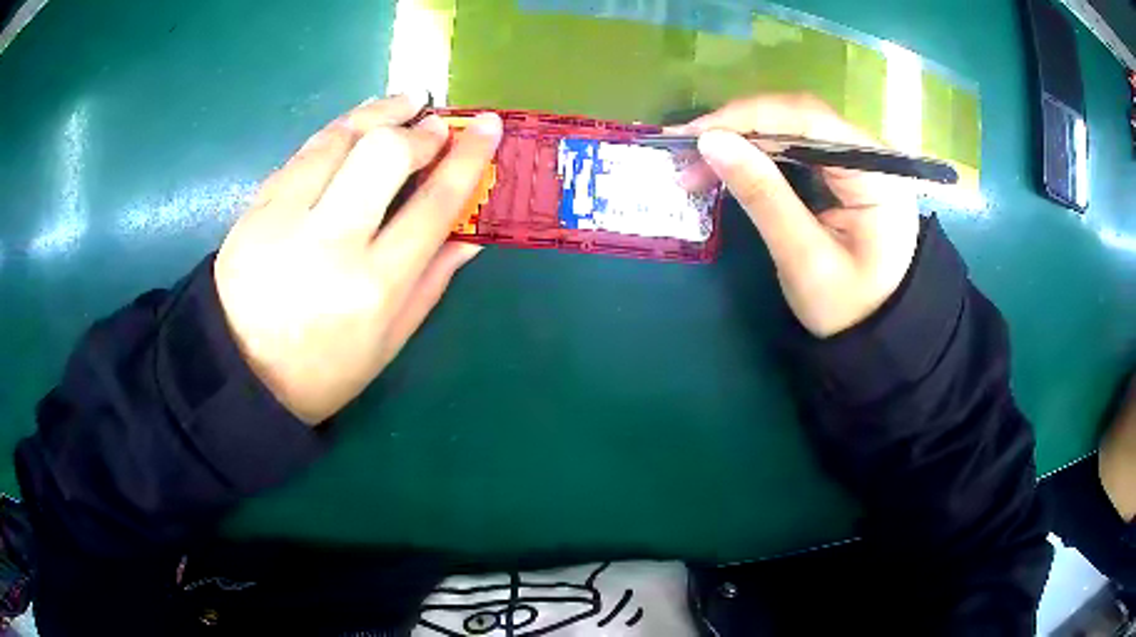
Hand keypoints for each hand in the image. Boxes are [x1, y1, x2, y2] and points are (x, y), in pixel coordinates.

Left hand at [214, 94, 501, 424]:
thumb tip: (470, 233)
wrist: (238, 371)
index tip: (488, 125)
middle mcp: (330, 243)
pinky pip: (303, 154)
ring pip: (338, 139)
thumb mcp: (389, 342)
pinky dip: (336, 132)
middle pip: (383, 154)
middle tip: (433, 123)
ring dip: (377, 112)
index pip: (433, 204)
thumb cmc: (322, 370)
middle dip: (417, 129)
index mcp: (374, 287)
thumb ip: (432, 282)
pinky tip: (354, 127)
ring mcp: (284, 220)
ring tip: (402, 102)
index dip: (468, 158)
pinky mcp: (255, 208)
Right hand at [672, 94, 919, 337]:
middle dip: (739, 129)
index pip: (807, 120)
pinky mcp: (844, 171)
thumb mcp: (803, 259)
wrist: (875, 333)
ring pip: (792, 127)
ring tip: (698, 161)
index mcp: (875, 173)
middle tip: (685, 152)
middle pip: (798, 117)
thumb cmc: (847, 308)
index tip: (694, 136)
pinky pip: (796, 147)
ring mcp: (858, 160)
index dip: (747, 118)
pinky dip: (759, 153)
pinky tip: (731, 164)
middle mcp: (870, 154)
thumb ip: (763, 197)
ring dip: (744, 139)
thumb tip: (711, 142)